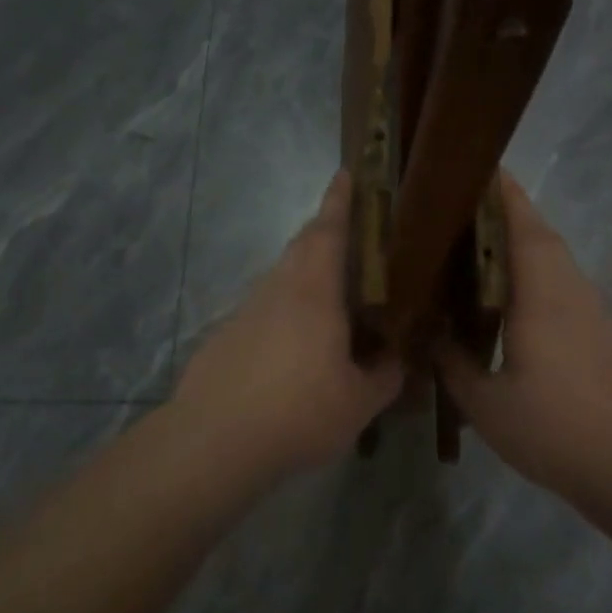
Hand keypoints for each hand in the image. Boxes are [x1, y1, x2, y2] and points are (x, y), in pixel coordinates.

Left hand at [173, 172, 403, 474]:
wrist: (213, 440)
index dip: (339, 200)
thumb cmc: (298, 412)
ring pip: (282, 277)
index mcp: (314, 291)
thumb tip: (398, 361)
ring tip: (333, 296)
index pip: (328, 230)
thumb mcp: (359, 402)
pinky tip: (295, 347)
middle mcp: (277, 289)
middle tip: (352, 234)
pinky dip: (286, 311)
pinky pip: (265, 310)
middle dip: (325, 230)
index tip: (345, 172)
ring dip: (306, 273)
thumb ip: (385, 376)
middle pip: (302, 246)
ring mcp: (246, 311)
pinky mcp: (226, 336)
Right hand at [437, 175, 611, 499]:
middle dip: (504, 213)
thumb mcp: (486, 403)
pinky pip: (563, 288)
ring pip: (554, 262)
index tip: (472, 167)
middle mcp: (571, 289)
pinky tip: (510, 305)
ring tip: (474, 253)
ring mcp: (594, 311)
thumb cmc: (557, 429)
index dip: (499, 191)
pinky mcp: (605, 334)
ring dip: (521, 246)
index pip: (520, 223)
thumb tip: (427, 332)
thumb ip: (452, 363)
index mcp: (542, 292)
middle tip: (457, 211)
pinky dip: (535, 278)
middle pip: (539, 234)